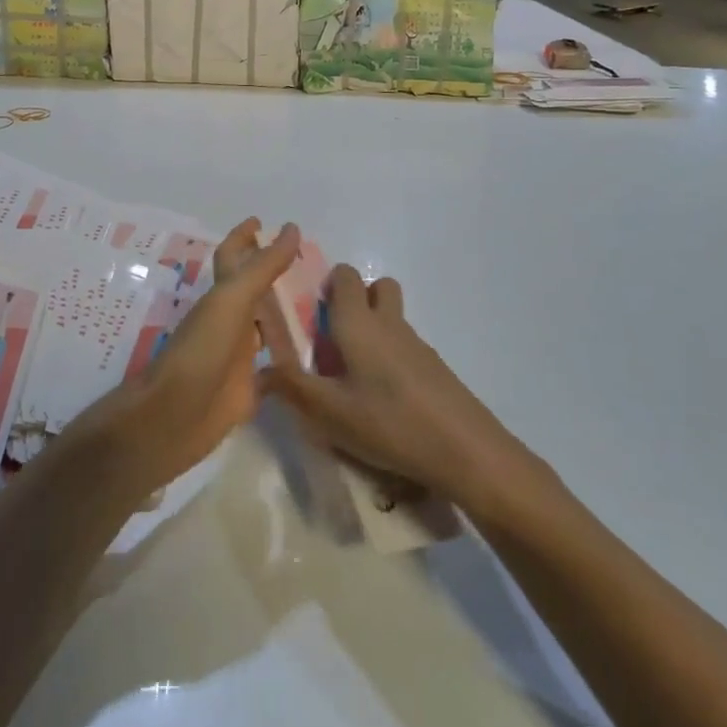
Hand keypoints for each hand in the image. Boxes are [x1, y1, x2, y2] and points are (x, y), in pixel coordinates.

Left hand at [71, 218, 300, 492]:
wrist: (173, 416)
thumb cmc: (201, 350)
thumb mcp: (232, 300)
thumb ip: (262, 267)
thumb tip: (290, 228)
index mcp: (222, 297)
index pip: (234, 256)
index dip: (244, 237)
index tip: (261, 221)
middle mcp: (229, 322)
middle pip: (253, 291)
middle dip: (274, 276)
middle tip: (310, 266)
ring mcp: (237, 357)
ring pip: (264, 329)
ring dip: (285, 318)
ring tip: (321, 308)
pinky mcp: (247, 390)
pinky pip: (273, 373)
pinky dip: (290, 365)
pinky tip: (313, 363)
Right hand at [258, 265, 527, 514]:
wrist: (466, 451)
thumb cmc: (389, 422)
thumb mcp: (330, 412)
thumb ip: (292, 388)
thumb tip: (260, 368)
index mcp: (359, 322)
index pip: (344, 276)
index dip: (326, 284)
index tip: (310, 313)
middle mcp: (389, 323)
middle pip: (376, 287)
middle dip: (355, 300)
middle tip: (334, 339)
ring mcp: (417, 344)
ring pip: (392, 318)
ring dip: (373, 330)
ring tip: (352, 377)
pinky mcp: (434, 368)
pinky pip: (405, 346)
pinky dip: (390, 357)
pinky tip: (382, 400)